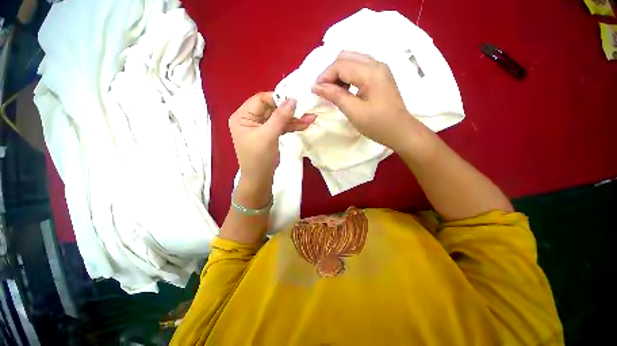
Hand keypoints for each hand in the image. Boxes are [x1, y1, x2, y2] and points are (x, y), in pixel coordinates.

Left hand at [229, 92, 314, 206]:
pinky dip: (292, 126)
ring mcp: (261, 127)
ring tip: (311, 118)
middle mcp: (250, 119)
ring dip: (294, 119)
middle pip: (272, 108)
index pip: (260, 100)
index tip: (295, 100)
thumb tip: (293, 99)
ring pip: (279, 118)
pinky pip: (281, 126)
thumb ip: (280, 117)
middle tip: (306, 108)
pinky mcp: (270, 134)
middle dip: (289, 110)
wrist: (260, 179)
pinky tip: (305, 124)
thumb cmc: (259, 159)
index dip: (278, 98)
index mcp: (242, 116)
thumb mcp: (268, 136)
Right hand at [312, 51, 420, 152]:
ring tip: (333, 91)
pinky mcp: (380, 75)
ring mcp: (379, 68)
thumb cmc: (378, 125)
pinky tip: (344, 89)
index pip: (340, 65)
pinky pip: (358, 67)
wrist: (400, 131)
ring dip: (338, 73)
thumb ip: (335, 96)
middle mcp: (376, 64)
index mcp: (371, 72)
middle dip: (330, 72)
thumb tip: (316, 87)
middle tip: (323, 91)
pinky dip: (347, 75)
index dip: (324, 76)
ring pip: (351, 60)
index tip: (315, 91)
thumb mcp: (354, 112)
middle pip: (345, 57)